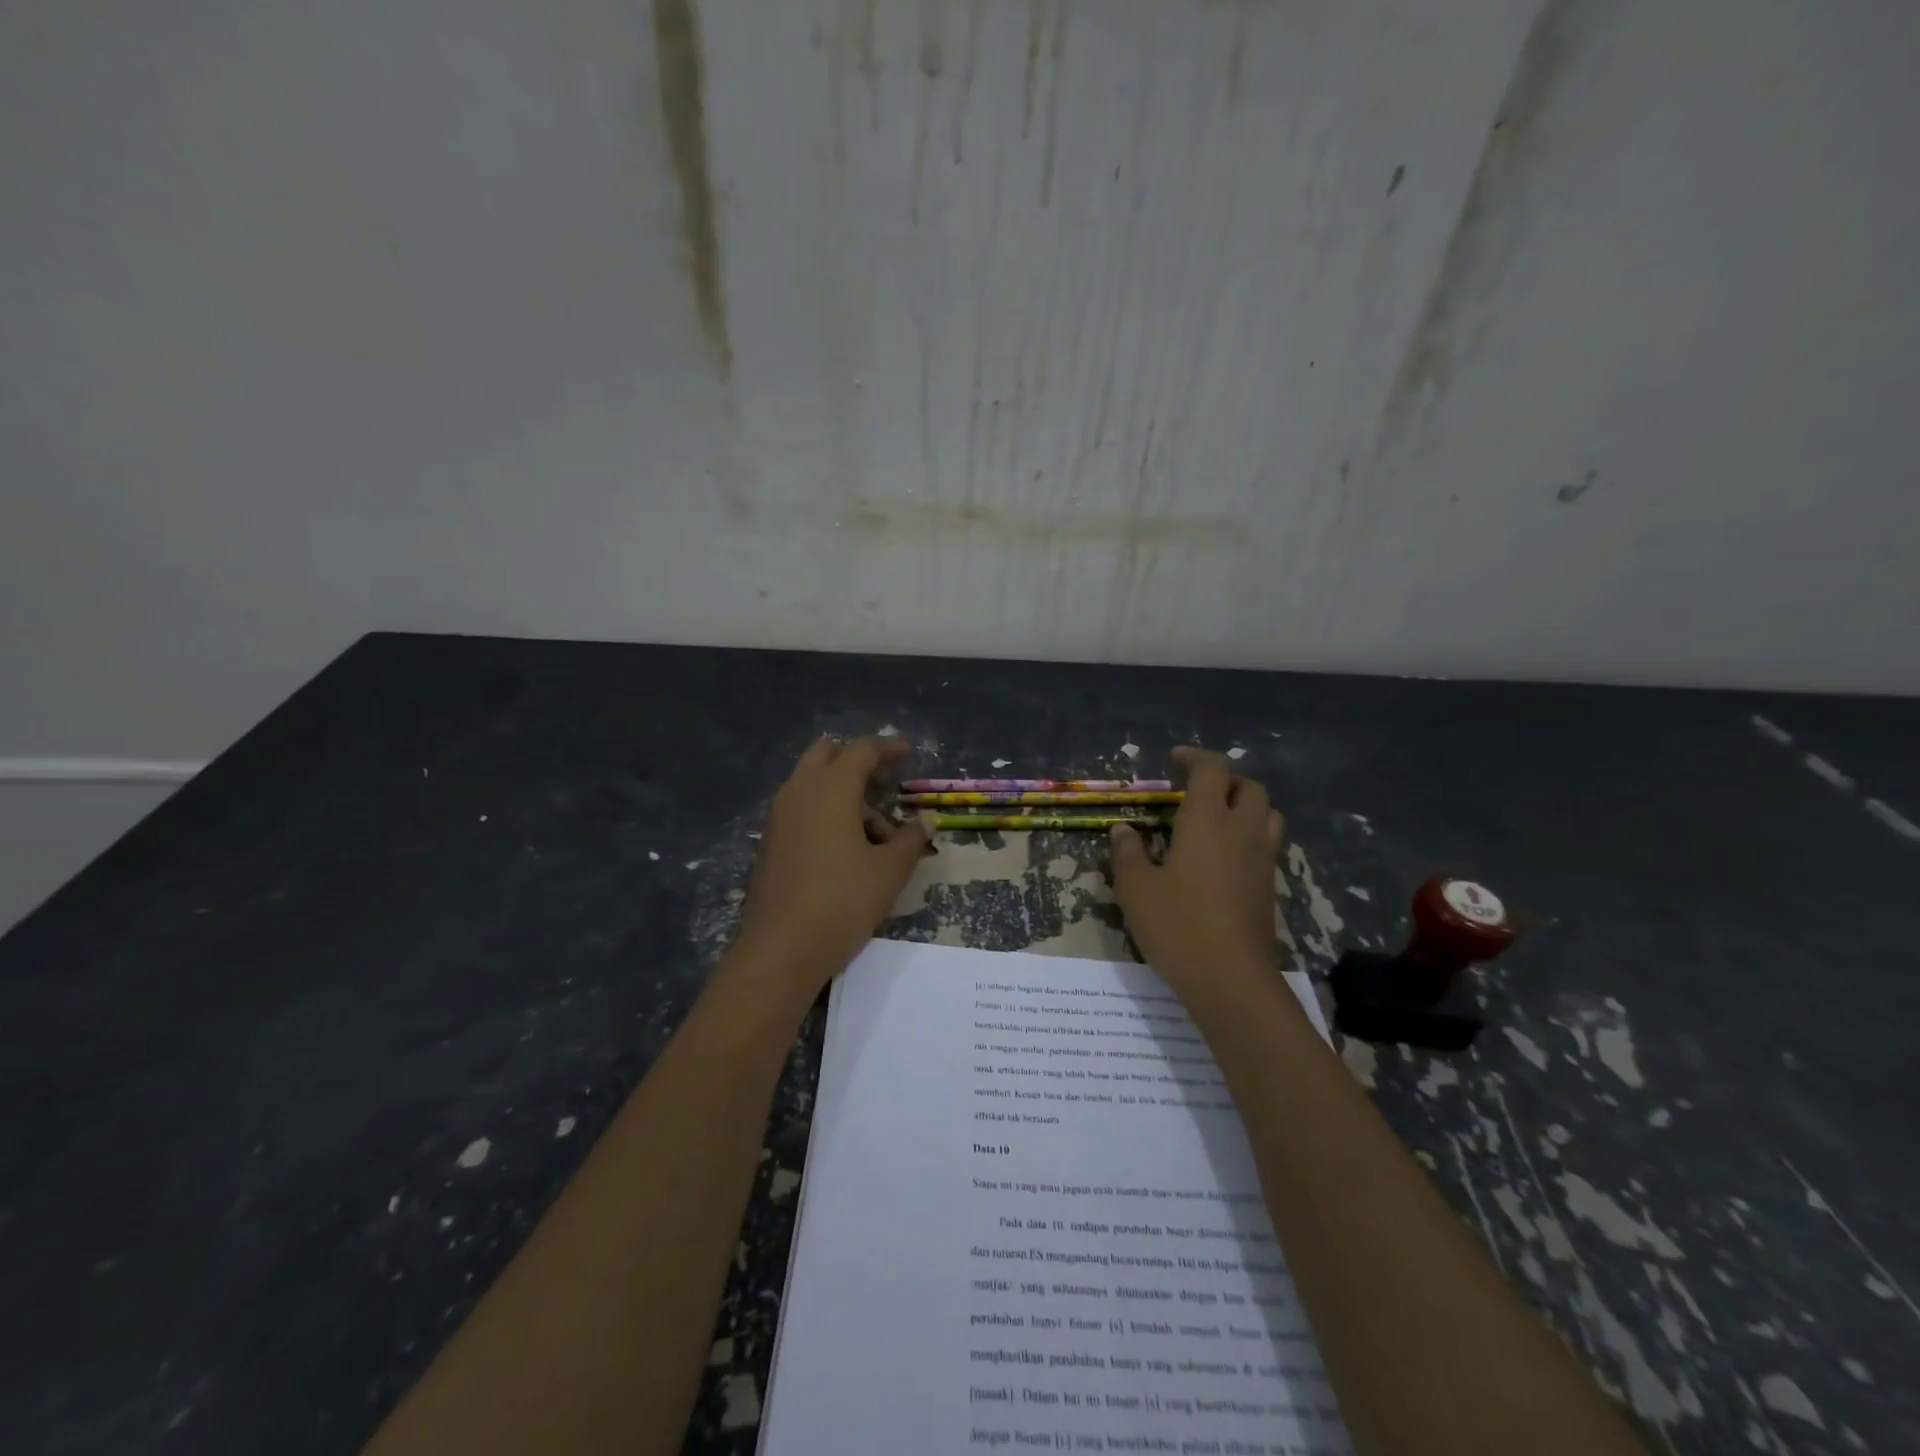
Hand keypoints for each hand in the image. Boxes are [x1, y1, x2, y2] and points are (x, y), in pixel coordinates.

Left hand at [730, 736, 932, 999]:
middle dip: (857, 762)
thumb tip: (926, 821)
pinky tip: (847, 850)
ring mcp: (779, 816)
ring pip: (812, 784)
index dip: (887, 747)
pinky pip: (801, 809)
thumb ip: (911, 839)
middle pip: (827, 755)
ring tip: (876, 836)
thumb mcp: (889, 871)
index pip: (861, 750)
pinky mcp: (770, 841)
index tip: (908, 752)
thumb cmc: (842, 901)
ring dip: (844, 794)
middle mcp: (799, 792)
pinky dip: (825, 813)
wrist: (780, 949)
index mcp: (831, 789)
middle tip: (885, 781)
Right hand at [1109, 746, 1285, 995]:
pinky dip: (1251, 836)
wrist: (1231, 979)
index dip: (1195, 757)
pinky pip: (1267, 844)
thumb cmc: (1177, 925)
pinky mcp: (1270, 887)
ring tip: (1218, 819)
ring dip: (1246, 806)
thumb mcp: (1136, 888)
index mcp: (1207, 820)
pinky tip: (1225, 858)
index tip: (1175, 759)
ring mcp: (1262, 859)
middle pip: (1250, 787)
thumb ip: (1127, 853)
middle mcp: (1242, 831)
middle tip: (1197, 790)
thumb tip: (1123, 830)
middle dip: (1226, 780)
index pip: (1212, 769)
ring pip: (1268, 814)